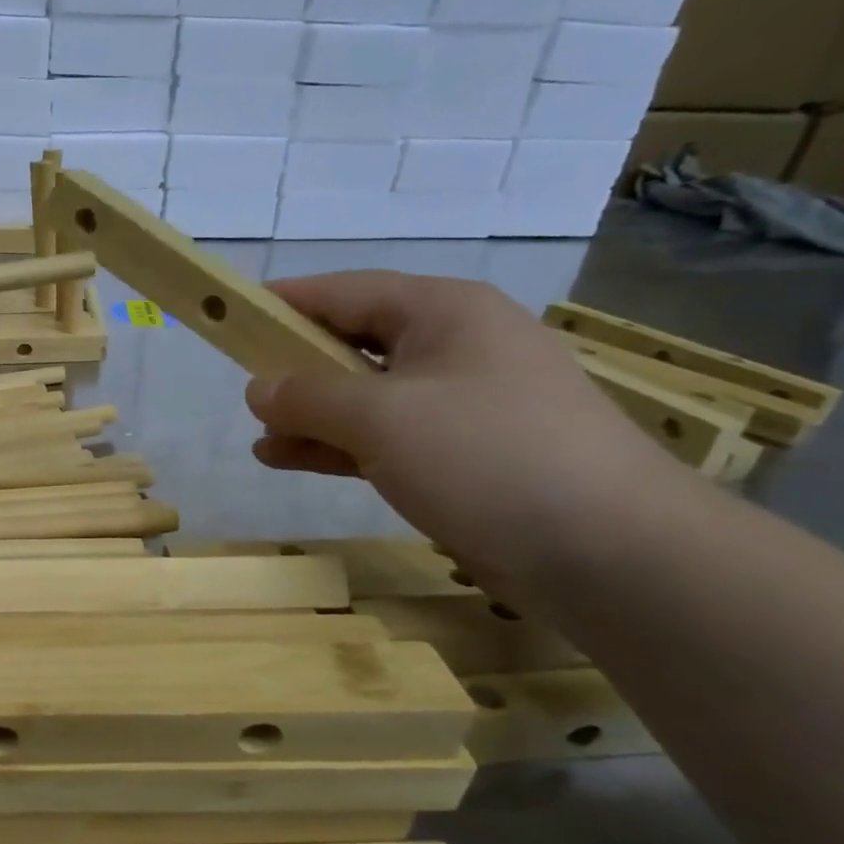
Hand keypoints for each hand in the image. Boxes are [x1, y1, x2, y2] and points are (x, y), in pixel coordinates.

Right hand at [245, 272, 689, 593]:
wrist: (610, 552)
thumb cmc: (487, 456)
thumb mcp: (381, 417)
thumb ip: (308, 395)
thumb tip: (258, 386)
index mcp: (442, 312)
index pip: (345, 291)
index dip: (284, 302)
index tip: (232, 315)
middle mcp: (454, 347)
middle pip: (354, 343)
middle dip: (296, 368)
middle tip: (246, 390)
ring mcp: (462, 404)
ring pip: (366, 396)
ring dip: (312, 415)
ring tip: (260, 436)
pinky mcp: (464, 455)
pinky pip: (385, 437)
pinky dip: (338, 446)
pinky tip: (289, 459)